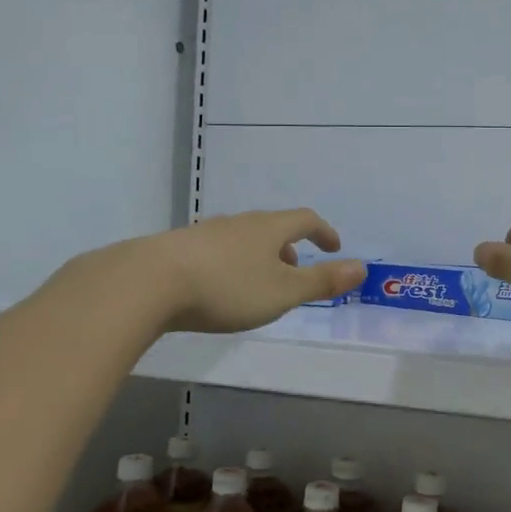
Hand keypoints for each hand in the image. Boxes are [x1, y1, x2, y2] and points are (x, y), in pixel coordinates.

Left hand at [142, 209, 366, 333]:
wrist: (148, 283)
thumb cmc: (227, 288)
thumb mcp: (283, 292)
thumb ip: (322, 282)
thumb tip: (362, 268)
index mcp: (268, 228)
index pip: (304, 220)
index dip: (323, 232)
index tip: (333, 246)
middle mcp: (238, 223)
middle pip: (272, 227)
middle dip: (288, 248)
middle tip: (295, 272)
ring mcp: (205, 233)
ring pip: (242, 239)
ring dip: (258, 257)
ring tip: (258, 284)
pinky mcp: (178, 249)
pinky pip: (216, 251)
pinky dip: (230, 264)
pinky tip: (218, 288)